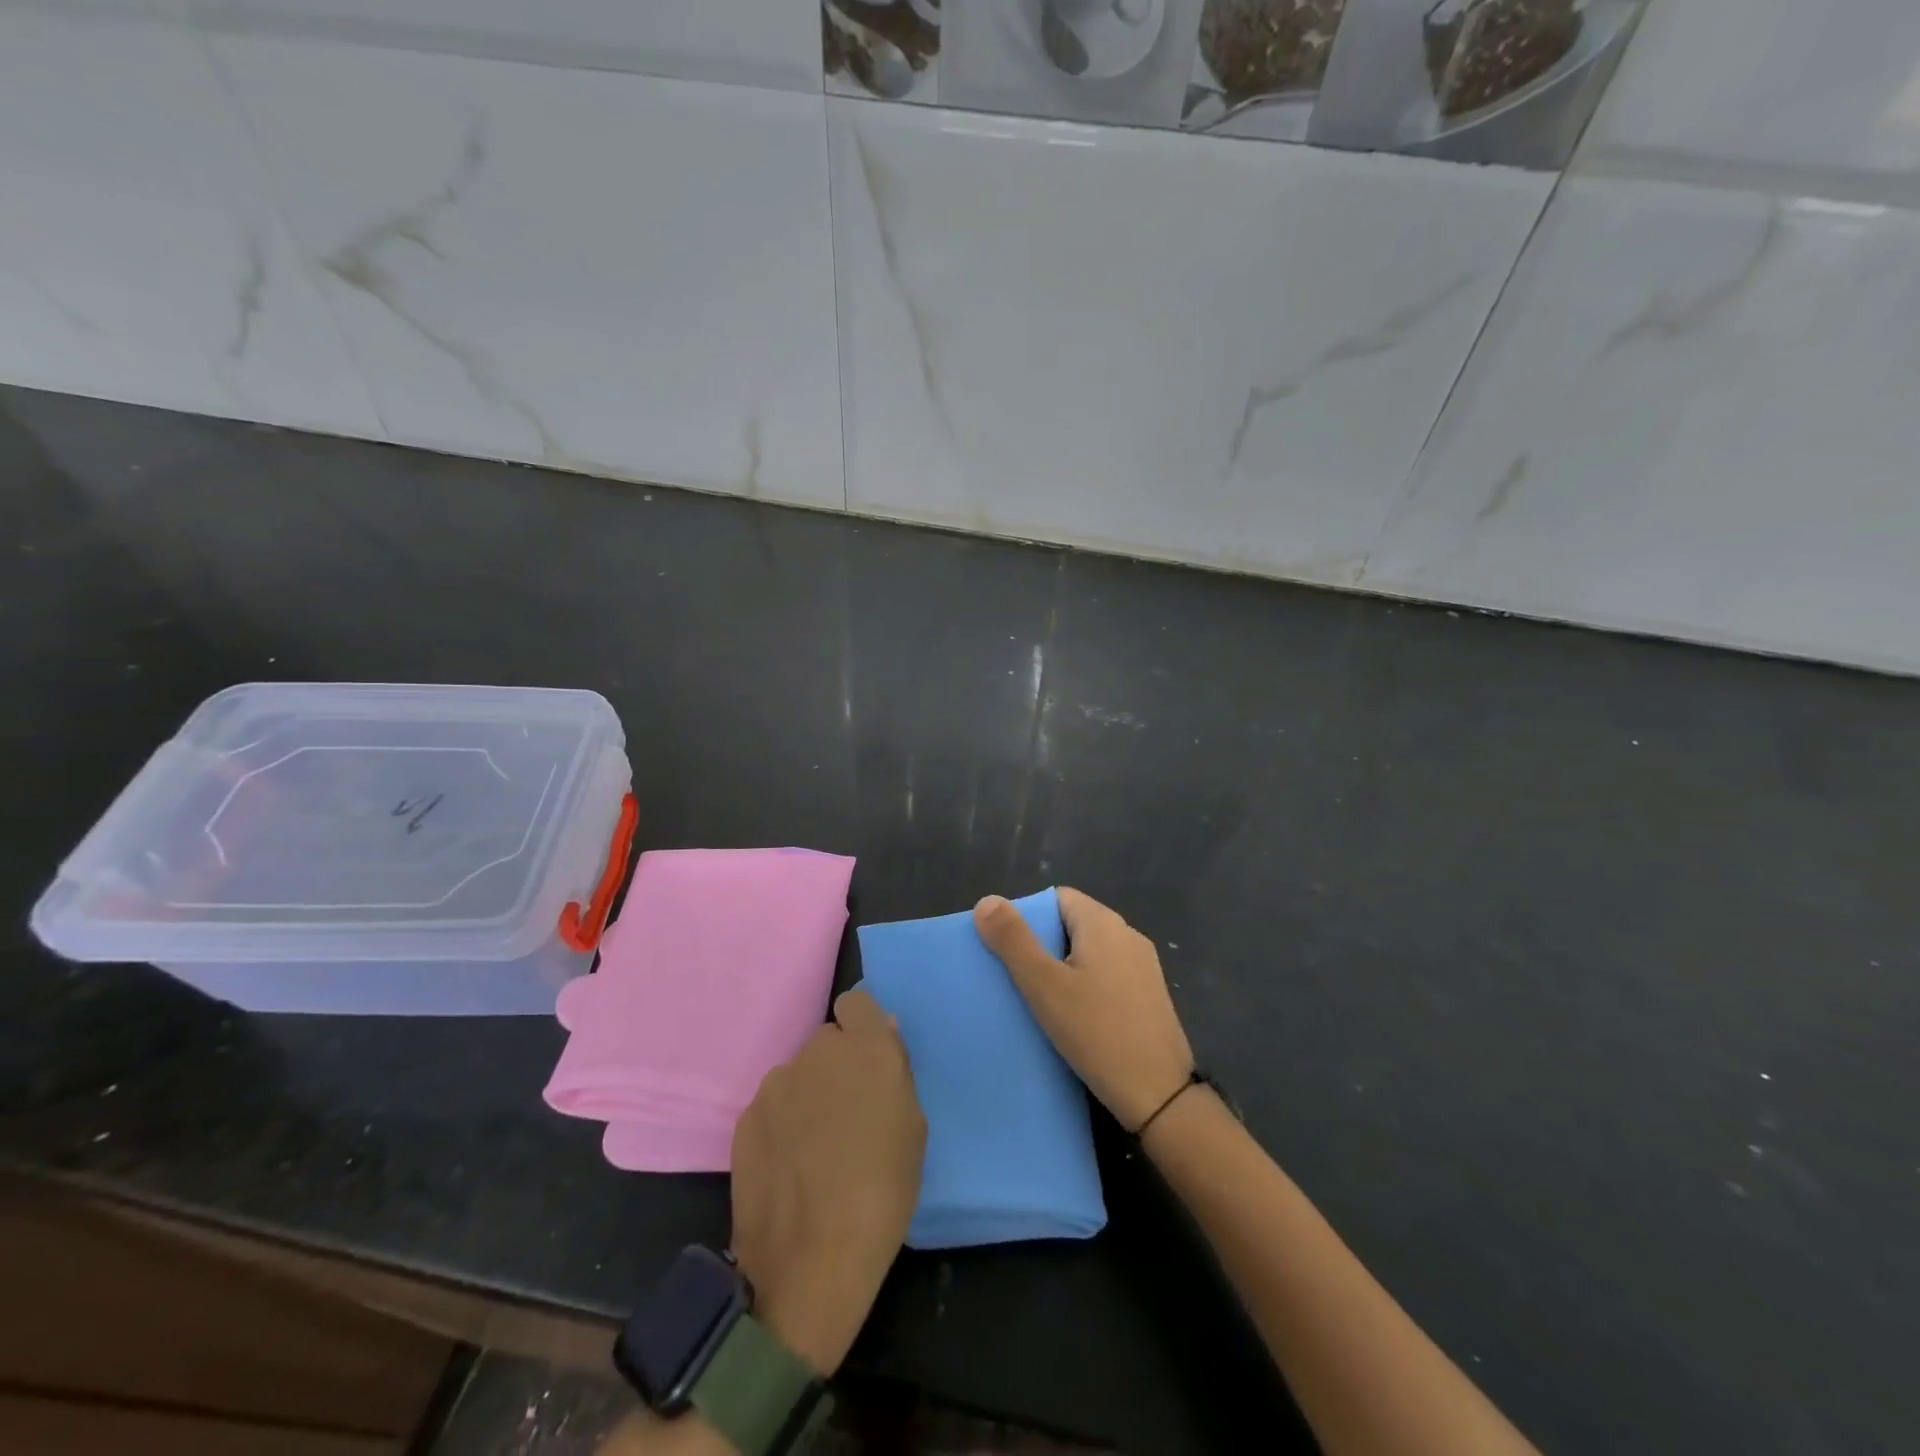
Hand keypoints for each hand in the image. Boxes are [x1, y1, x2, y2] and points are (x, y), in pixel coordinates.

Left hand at [729, 989, 925, 1376]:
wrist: (811, 1261)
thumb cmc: (883, 1192)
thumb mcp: (913, 1128)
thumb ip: (895, 1072)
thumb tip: (882, 1034)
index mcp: (865, 1048)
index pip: (856, 1002)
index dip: (863, 1028)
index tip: (870, 1064)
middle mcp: (817, 1052)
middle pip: (827, 1042)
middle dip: (838, 1067)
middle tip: (848, 1115)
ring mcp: (776, 1083)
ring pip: (798, 1075)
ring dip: (808, 1095)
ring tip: (815, 1149)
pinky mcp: (745, 1117)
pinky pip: (773, 1106)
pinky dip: (782, 1124)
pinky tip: (788, 1167)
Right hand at [973, 888, 1193, 1133]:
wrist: (1159, 1094)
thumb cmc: (1096, 1031)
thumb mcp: (1044, 984)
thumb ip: (1013, 940)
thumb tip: (986, 901)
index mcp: (1103, 923)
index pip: (1057, 898)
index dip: (1027, 916)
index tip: (1006, 947)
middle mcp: (1127, 934)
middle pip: (1072, 924)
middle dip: (1041, 944)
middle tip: (1014, 975)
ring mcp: (1142, 966)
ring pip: (1089, 952)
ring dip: (1062, 968)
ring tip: (1036, 997)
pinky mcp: (1149, 996)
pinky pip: (1106, 976)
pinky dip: (1084, 986)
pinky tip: (1070, 1016)